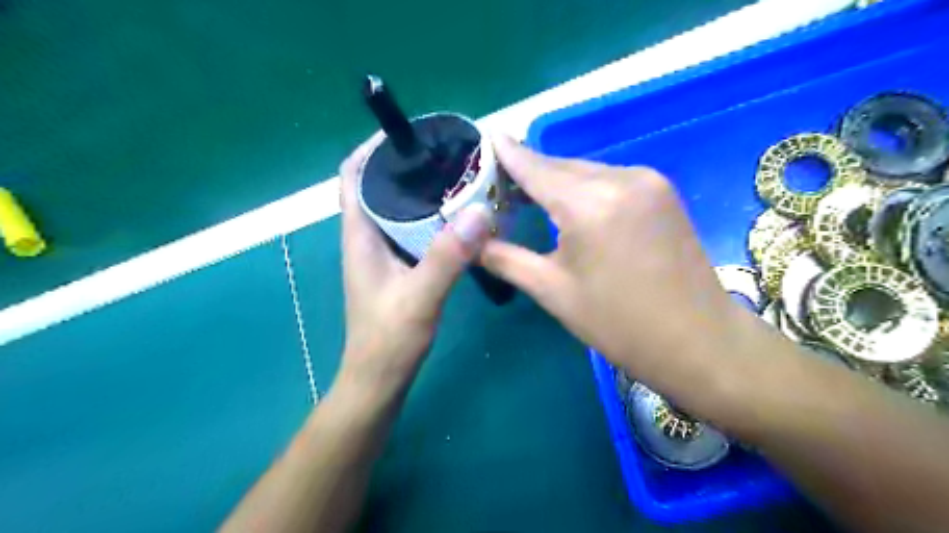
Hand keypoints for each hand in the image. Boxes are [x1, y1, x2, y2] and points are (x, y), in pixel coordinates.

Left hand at [339, 134, 487, 394]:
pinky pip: (410, 229)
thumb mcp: (420, 296)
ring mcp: (382, 253)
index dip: (372, 148)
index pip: (353, 175)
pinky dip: (429, 216)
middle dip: (406, 164)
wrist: (379, 378)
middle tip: (446, 154)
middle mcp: (368, 237)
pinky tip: (456, 218)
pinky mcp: (397, 267)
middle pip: (379, 186)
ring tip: (455, 177)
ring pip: (397, 208)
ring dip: (420, 190)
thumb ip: (448, 256)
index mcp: (360, 235)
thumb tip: (479, 210)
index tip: (410, 135)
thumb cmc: (389, 339)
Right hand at [484, 138, 741, 391]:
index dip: (507, 153)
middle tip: (498, 185)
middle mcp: (619, 178)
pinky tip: (570, 205)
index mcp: (588, 204)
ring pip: (585, 171)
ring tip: (528, 197)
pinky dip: (583, 187)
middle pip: (559, 165)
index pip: (534, 167)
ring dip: (556, 181)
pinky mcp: (661, 190)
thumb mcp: (553, 291)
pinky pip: (608, 179)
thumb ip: (505, 259)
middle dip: (528, 172)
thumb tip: (471, 242)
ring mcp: (646, 180)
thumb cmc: (617, 324)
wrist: (698, 340)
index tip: (485, 139)